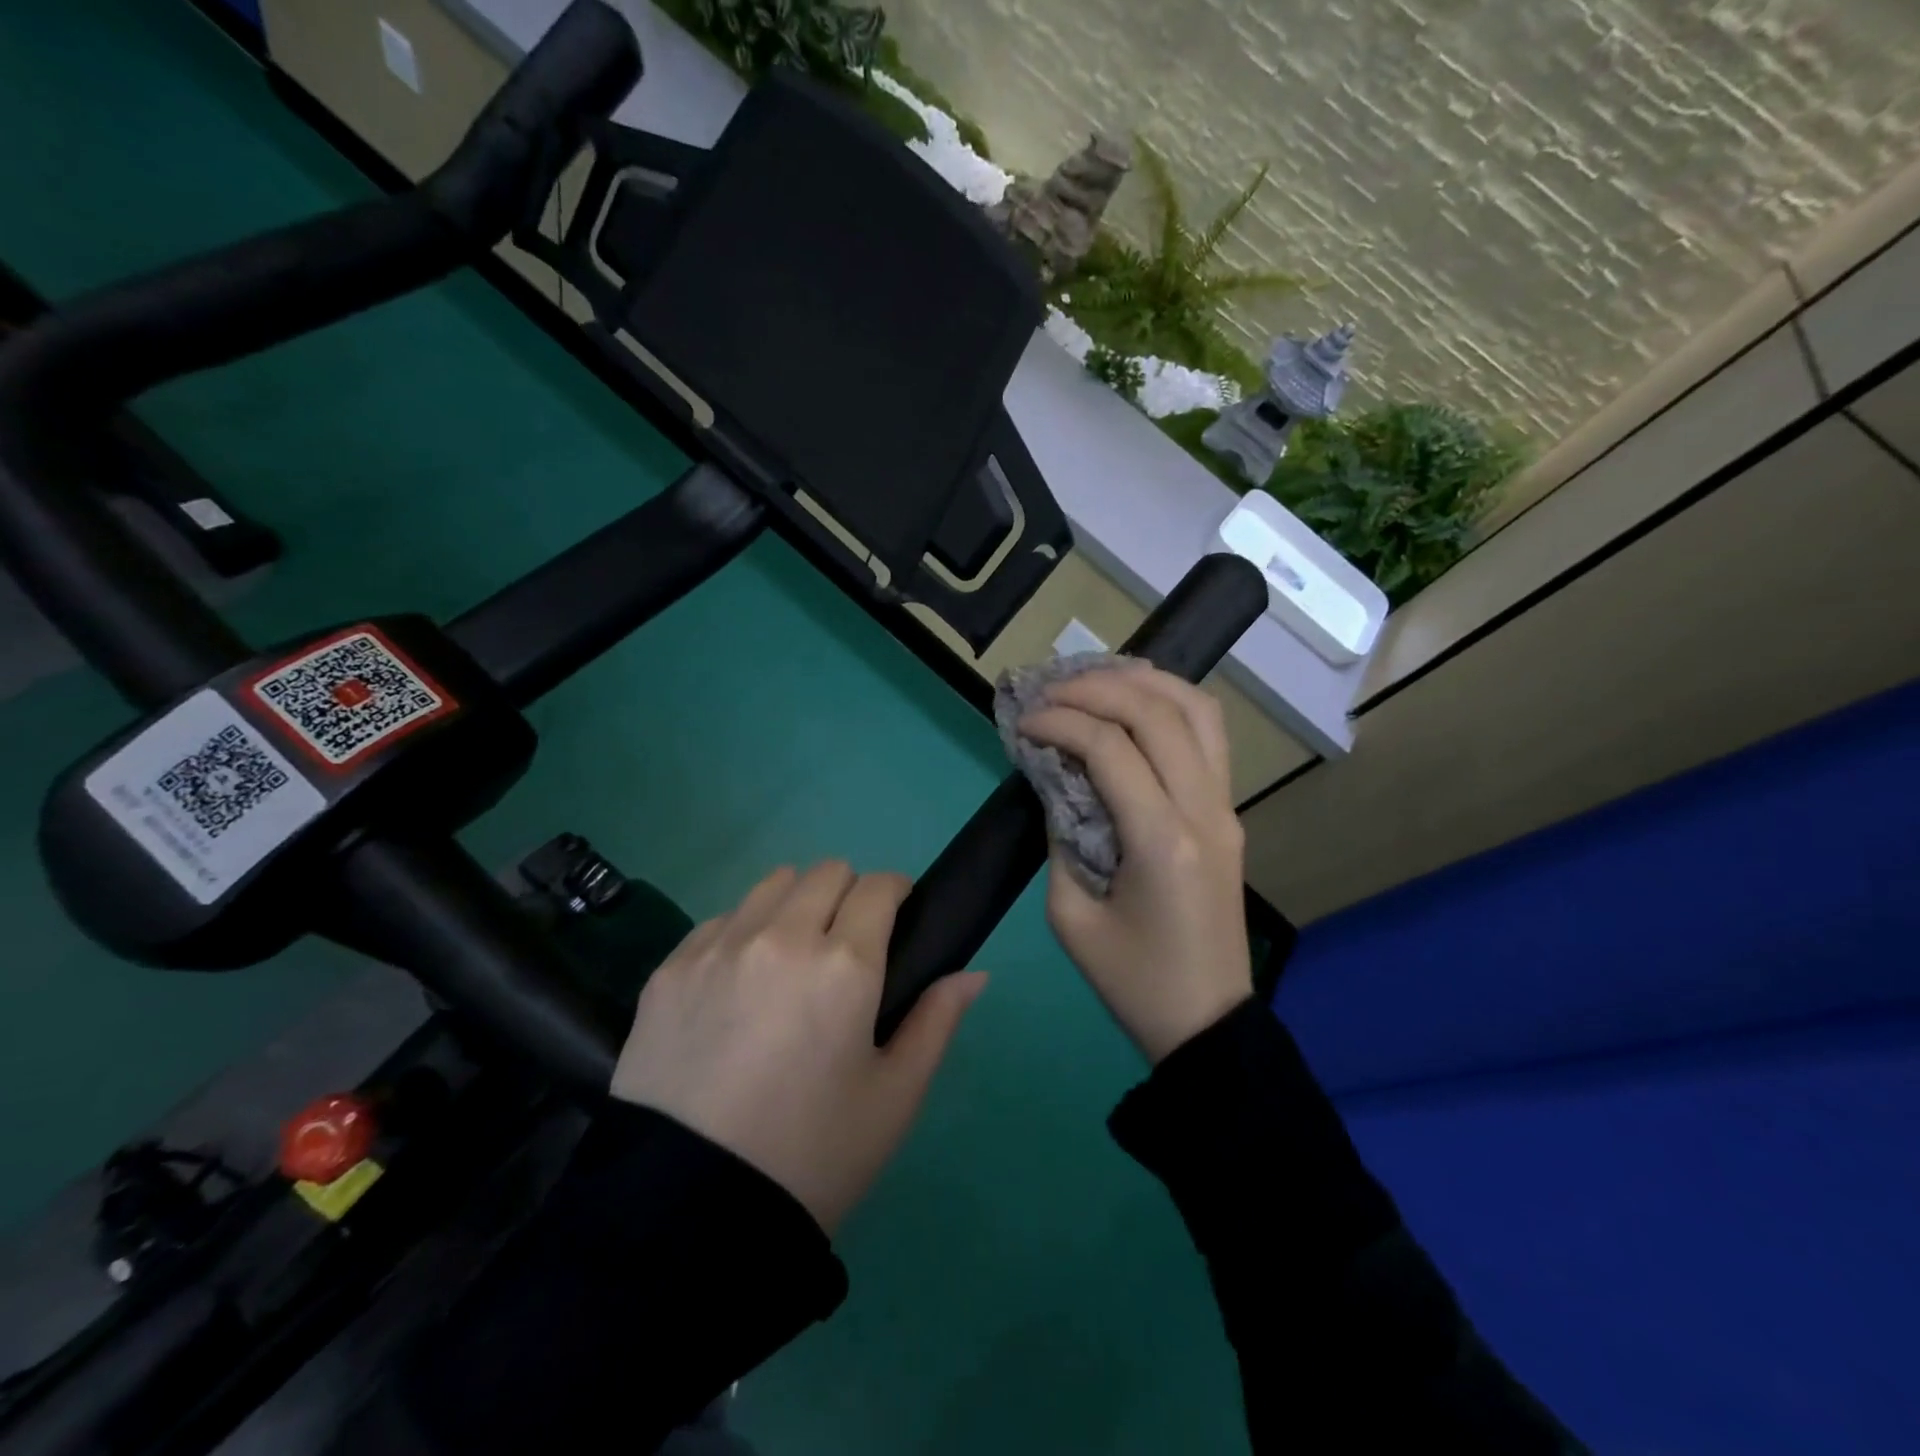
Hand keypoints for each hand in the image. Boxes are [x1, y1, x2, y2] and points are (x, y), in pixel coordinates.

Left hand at [610, 862, 986, 1234]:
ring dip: (796, 904)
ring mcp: (718, 947)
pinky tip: (739, 985)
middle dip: (849, 894)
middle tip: (847, 947)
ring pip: (772, 884)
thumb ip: (937, 1021)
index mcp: (844, 965)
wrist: (685, 1216)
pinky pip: (721, 920)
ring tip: (792, 958)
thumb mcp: (894, 1098)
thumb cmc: (811, 1157)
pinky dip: (744, 932)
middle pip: (827, 872)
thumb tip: (974, 973)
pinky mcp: (670, 969)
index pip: (879, 886)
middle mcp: (780, 937)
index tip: (897, 919)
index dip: (897, 894)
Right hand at [1020, 665, 1252, 1062]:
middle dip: (1097, 687)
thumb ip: (1060, 836)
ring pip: (1198, 711)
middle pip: (1157, 713)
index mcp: (1162, 841)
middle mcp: (1204, 811)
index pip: (1110, 748)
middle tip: (1050, 690)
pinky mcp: (1229, 813)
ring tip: (1096, 678)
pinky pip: (1210, 736)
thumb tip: (1056, 778)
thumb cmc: (1133, 981)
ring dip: (1145, 682)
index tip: (1022, 723)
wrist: (1208, 1022)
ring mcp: (1226, 808)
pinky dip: (1171, 704)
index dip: (1060, 722)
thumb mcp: (1071, 917)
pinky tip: (1135, 703)